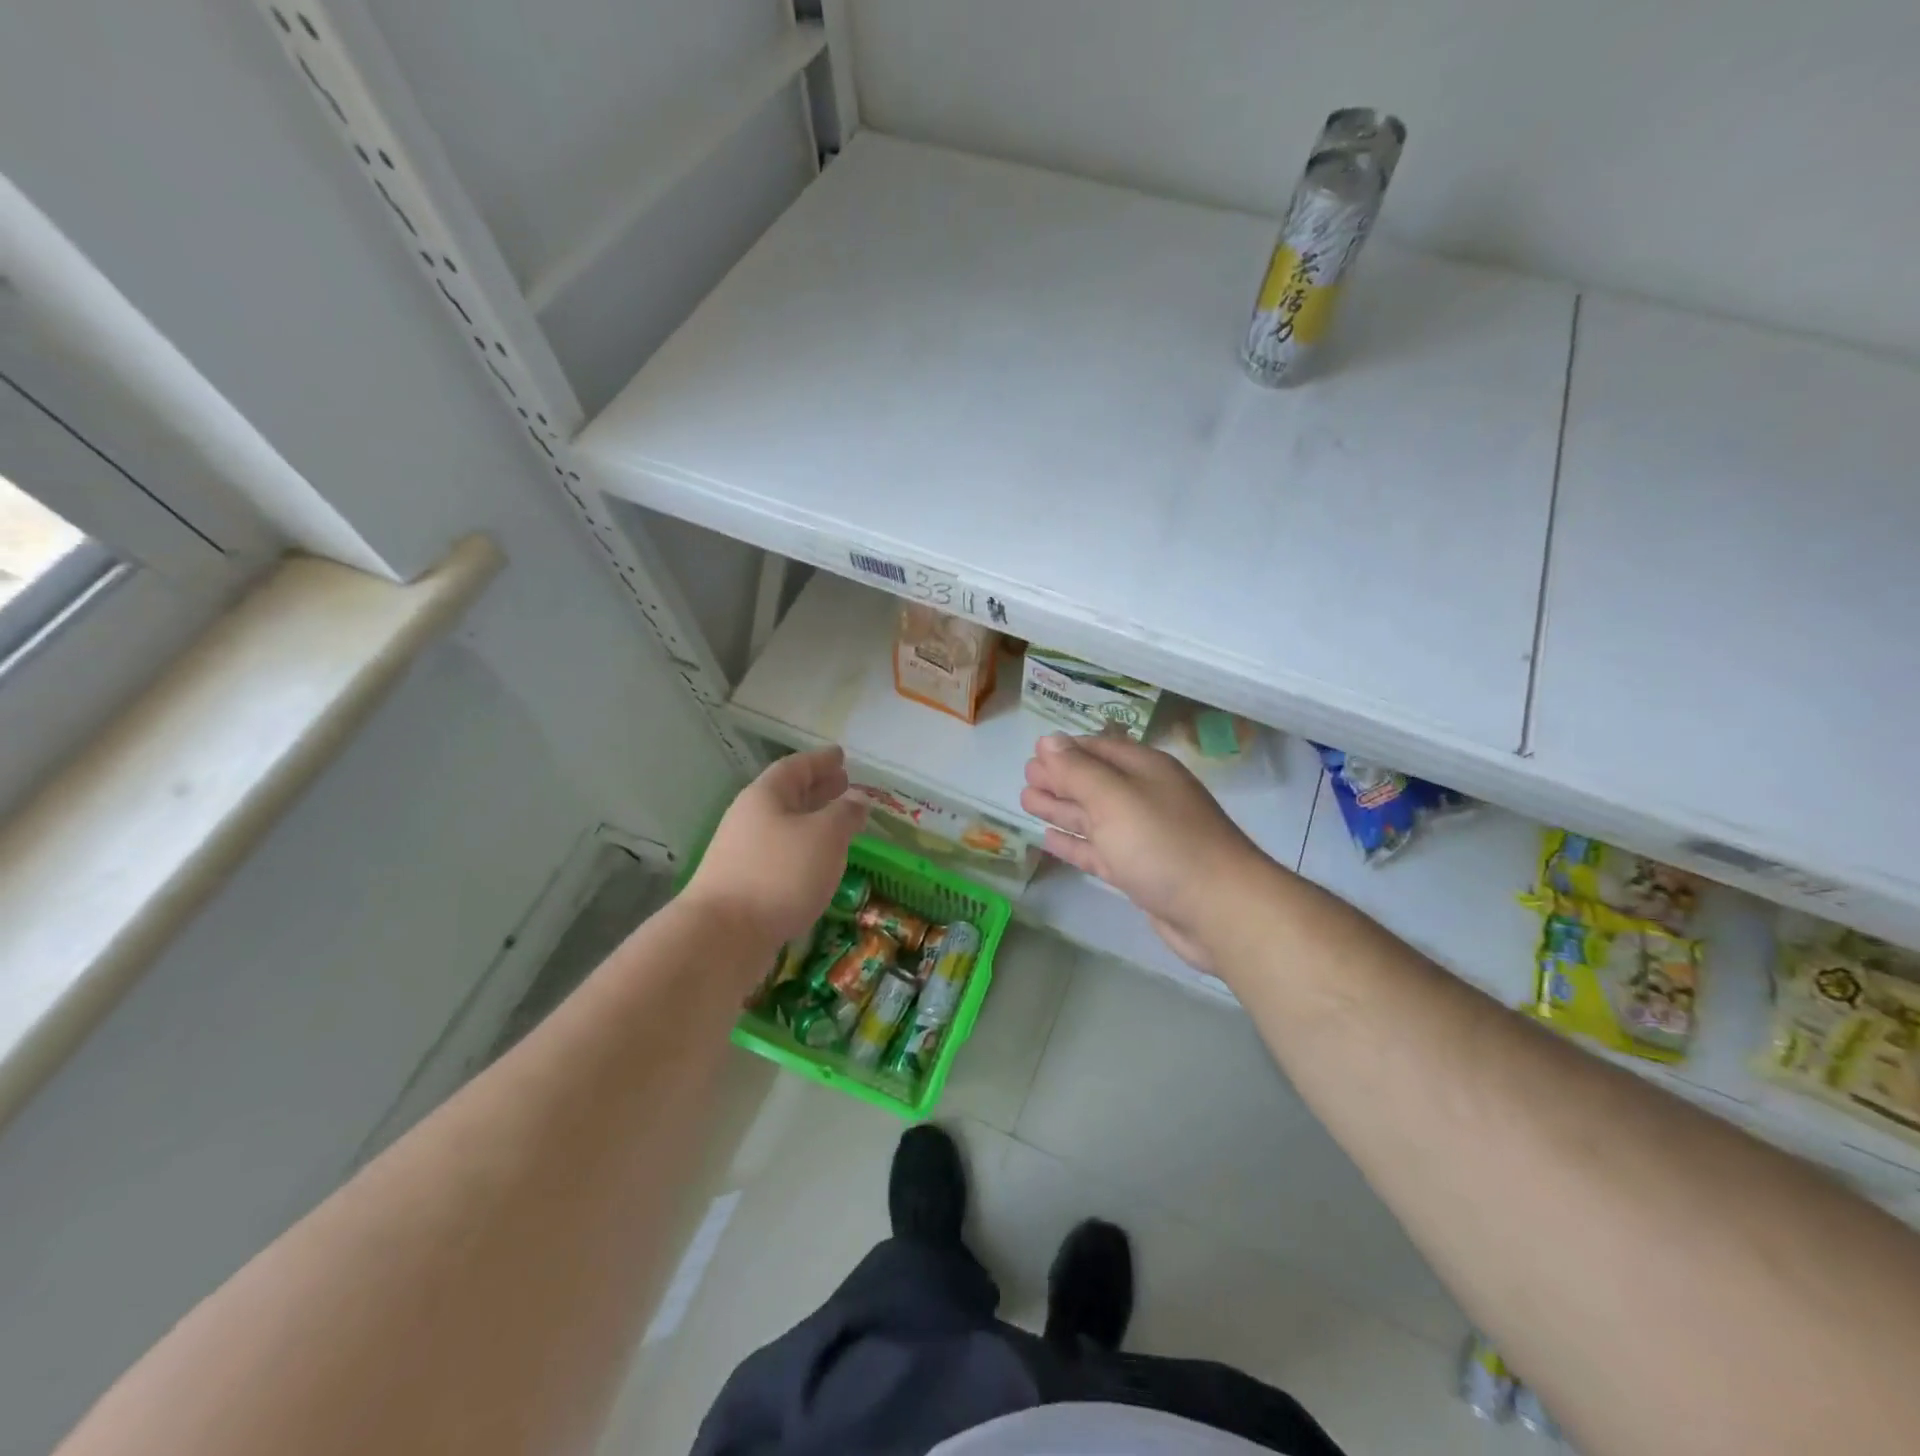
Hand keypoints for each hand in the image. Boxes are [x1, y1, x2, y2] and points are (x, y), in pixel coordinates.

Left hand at [684, 747, 866, 948]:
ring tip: (838, 824)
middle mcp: (749, 818)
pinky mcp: (744, 884)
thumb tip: (857, 800)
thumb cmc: (780, 874)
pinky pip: (779, 853)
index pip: (795, 767)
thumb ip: (845, 814)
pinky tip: (818, 863)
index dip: (820, 760)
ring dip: (811, 820)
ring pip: (784, 826)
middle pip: (787, 795)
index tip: (840, 756)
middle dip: (817, 788)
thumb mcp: (825, 836)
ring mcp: (743, 852)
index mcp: (765, 796)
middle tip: (843, 784)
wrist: (724, 935)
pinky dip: (803, 850)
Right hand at [1020, 734, 1269, 969]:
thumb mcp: (1114, 798)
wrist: (1220, 910)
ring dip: (1061, 809)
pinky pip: (1099, 850)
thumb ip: (1077, 771)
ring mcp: (1143, 837)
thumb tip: (1048, 740)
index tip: (1033, 753)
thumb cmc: (1163, 844)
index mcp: (1144, 770)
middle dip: (1059, 779)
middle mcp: (1145, 798)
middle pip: (1094, 783)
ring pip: (1093, 817)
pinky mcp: (1140, 872)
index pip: (1098, 749)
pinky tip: (1050, 839)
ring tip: (1027, 802)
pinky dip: (1075, 843)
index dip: (1065, 750)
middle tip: (1025, 778)